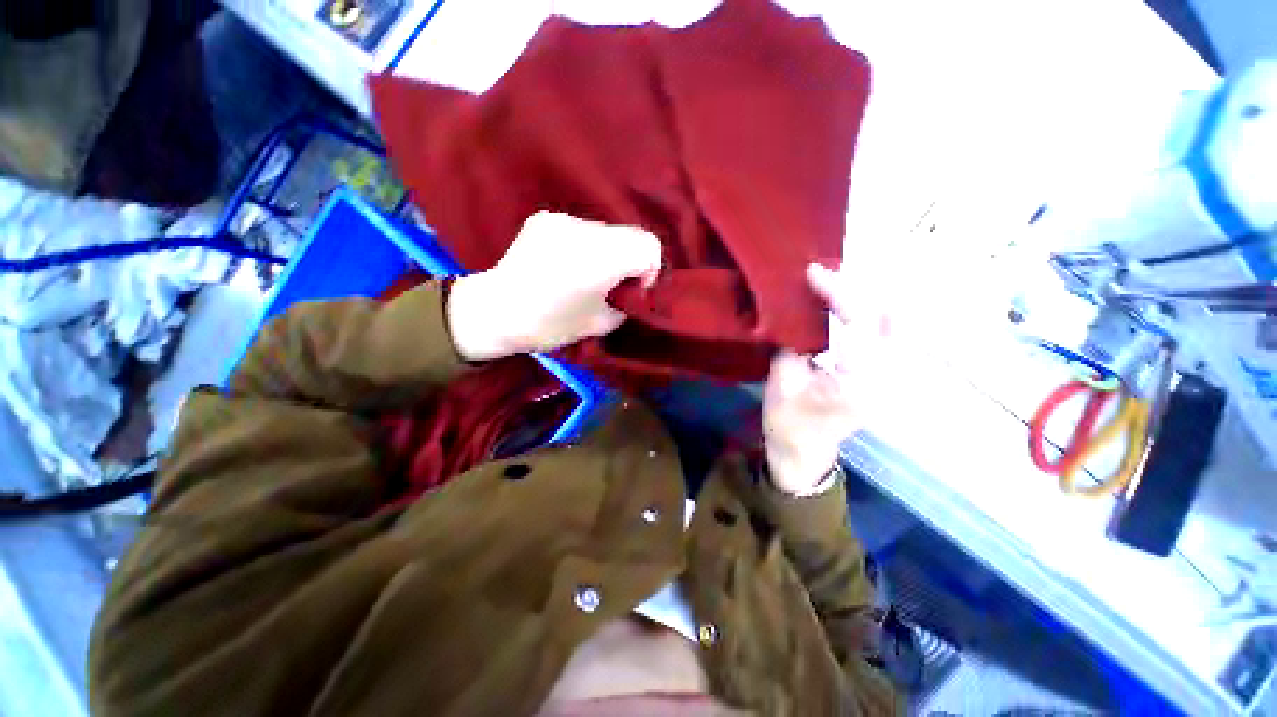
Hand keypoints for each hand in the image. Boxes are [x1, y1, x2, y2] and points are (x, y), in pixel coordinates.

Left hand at [447, 212, 661, 361]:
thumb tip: (630, 292)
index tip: (632, 289)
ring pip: (606, 231)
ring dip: (608, 252)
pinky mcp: (546, 219)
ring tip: (587, 275)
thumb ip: (625, 304)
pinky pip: (581, 229)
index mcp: (602, 258)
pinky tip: (567, 264)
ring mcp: (564, 220)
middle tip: (614, 284)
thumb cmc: (549, 324)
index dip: (650, 270)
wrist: (495, 311)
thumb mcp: (600, 325)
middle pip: (631, 235)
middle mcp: (586, 230)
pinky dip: (585, 246)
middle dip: (630, 260)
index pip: (649, 246)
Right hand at [762, 263, 885, 495]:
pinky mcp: (884, 377)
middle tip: (826, 278)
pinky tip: (846, 308)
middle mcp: (886, 377)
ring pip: (896, 324)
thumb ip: (794, 342)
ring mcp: (891, 378)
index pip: (861, 321)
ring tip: (835, 287)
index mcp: (859, 380)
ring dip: (868, 300)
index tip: (812, 272)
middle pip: (891, 317)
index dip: (837, 290)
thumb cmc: (788, 423)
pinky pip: (888, 335)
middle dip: (860, 289)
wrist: (802, 453)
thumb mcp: (782, 381)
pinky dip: (871, 315)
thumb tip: (797, 309)